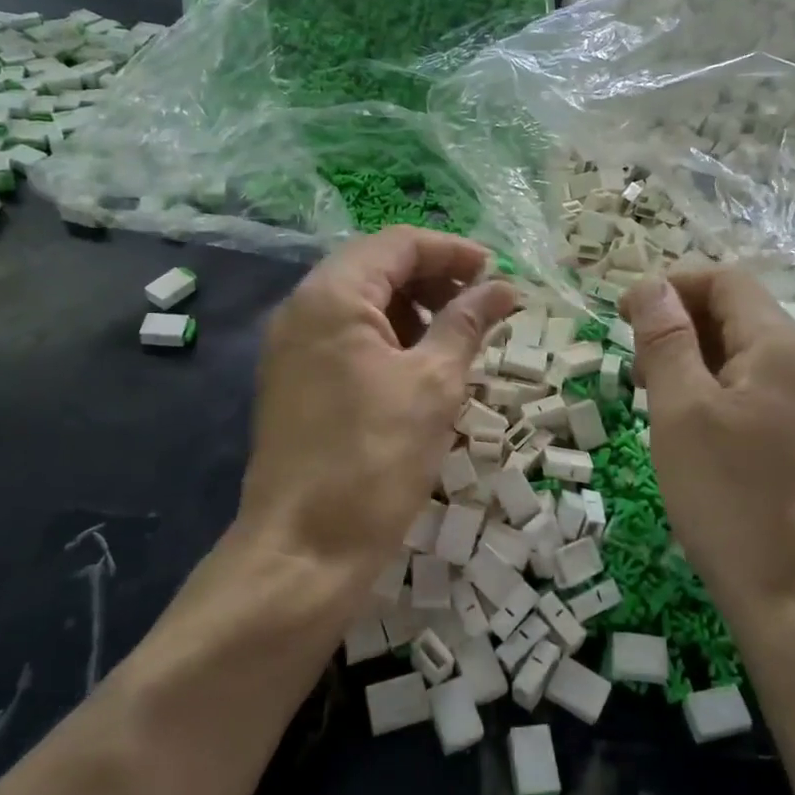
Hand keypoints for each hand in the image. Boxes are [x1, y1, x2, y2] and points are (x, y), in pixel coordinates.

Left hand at [238, 228, 516, 593]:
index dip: (453, 252)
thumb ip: (467, 323)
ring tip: (456, 339)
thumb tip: (504, 286)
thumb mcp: (435, 384)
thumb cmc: (375, 459)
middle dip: (433, 279)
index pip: (398, 244)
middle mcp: (301, 308)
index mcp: (332, 295)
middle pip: (376, 267)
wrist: (303, 550)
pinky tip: (420, 368)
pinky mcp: (293, 380)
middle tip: (481, 307)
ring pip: (361, 303)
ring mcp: (291, 346)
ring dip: (412, 309)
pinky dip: (387, 338)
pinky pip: (345, 337)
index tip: (497, 275)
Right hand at [622, 269, 794, 628]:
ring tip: (651, 391)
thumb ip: (664, 338)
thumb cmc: (726, 495)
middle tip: (634, 364)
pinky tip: (684, 417)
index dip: (670, 286)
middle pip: (734, 311)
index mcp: (780, 344)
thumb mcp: (680, 410)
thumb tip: (649, 284)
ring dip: (690, 354)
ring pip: (740, 349)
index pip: (724, 281)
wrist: (790, 592)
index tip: (621, 315)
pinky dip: (711, 383)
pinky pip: (751, 383)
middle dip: (677, 322)